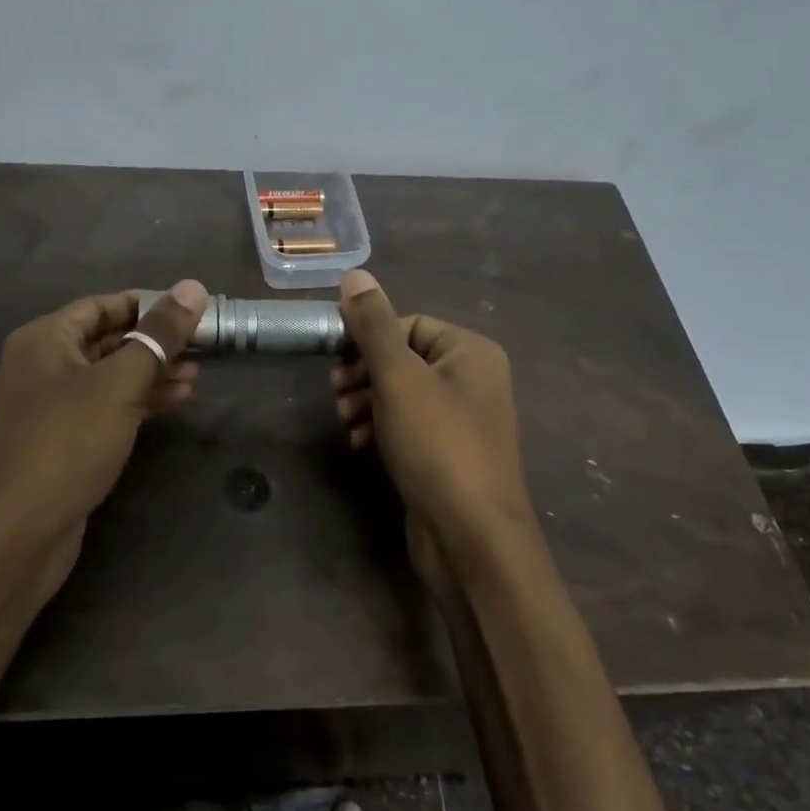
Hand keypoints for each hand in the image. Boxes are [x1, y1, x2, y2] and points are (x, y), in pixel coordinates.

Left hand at [0, 280, 207, 572]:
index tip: (191, 311)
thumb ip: (158, 336)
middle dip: (154, 343)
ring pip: (111, 377)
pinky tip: (176, 402)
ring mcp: (53, 406)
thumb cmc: (67, 443)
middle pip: (107, 340)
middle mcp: (44, 366)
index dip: (147, 304)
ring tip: (198, 377)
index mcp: (45, 339)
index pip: (102, 305)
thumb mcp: (119, 383)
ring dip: (152, 374)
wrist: (19, 532)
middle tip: (202, 347)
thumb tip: (192, 287)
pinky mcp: (65, 441)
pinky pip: (107, 408)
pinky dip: (139, 402)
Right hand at [330, 270, 535, 572]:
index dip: (370, 339)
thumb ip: (373, 325)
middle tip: (336, 393)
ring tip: (345, 423)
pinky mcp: (447, 455)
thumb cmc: (436, 444)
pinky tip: (359, 446)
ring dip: (366, 403)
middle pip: (404, 359)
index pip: (410, 324)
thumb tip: (355, 274)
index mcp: (470, 352)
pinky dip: (380, 430)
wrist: (470, 536)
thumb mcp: (398, 377)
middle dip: (364, 374)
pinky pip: (408, 427)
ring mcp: (461, 421)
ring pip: (401, 395)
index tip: (337, 361)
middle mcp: (472, 381)